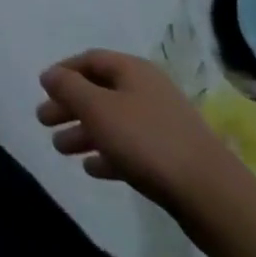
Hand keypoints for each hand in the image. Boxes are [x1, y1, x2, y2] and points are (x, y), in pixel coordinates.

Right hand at [37, 49, 244, 213]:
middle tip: (44, 121)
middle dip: (69, 106)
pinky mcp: (172, 158)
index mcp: (133, 70)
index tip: (43, 89)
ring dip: (84, 133)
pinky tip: (92, 169)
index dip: (63, 72)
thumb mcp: (97, 108)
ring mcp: (162, 125)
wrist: (213, 196)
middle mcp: (148, 91)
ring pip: (113, 122)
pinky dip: (108, 154)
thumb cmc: (146, 140)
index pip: (89, 60)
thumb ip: (68, 87)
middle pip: (99, 92)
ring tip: (60, 148)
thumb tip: (50, 74)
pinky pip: (130, 148)